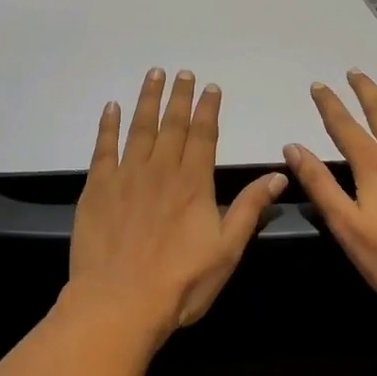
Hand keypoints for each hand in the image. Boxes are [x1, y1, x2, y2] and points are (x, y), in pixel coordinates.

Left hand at [67, 69, 287, 342]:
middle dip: (179, 96)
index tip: (210, 87)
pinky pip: (104, 147)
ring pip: (139, 127)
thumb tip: (279, 174)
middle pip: (172, 124)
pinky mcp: (97, 187)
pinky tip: (111, 107)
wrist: (119, 303)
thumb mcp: (227, 250)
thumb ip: (249, 208)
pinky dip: (108, 125)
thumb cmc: (180, 282)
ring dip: (147, 99)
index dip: (207, 109)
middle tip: (182, 72)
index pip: (203, 135)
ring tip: (153, 74)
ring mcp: (126, 175)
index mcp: (193, 182)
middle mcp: (161, 169)